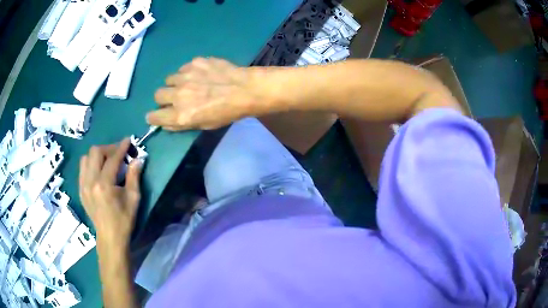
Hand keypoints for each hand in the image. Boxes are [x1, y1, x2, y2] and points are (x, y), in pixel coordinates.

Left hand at [79, 139, 141, 248]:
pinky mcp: (80, 189)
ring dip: (98, 155)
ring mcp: (83, 185)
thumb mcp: (133, 199)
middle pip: (95, 152)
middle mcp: (90, 181)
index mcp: (104, 185)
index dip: (121, 147)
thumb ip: (134, 176)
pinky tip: (99, 171)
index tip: (128, 140)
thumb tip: (138, 159)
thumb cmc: (124, 220)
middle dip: (108, 148)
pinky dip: (91, 164)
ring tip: (107, 162)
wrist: (110, 237)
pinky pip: (82, 168)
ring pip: (86, 158)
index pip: (112, 159)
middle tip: (118, 154)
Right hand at [147, 57, 264, 129]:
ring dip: (176, 83)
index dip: (153, 117)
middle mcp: (179, 95)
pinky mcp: (195, 62)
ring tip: (191, 84)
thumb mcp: (204, 125)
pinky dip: (189, 72)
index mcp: (181, 114)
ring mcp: (186, 76)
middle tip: (175, 98)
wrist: (245, 89)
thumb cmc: (227, 112)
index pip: (154, 117)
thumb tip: (166, 122)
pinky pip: (184, 68)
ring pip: (170, 79)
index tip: (155, 116)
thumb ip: (181, 124)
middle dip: (164, 98)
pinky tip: (202, 74)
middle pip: (158, 94)